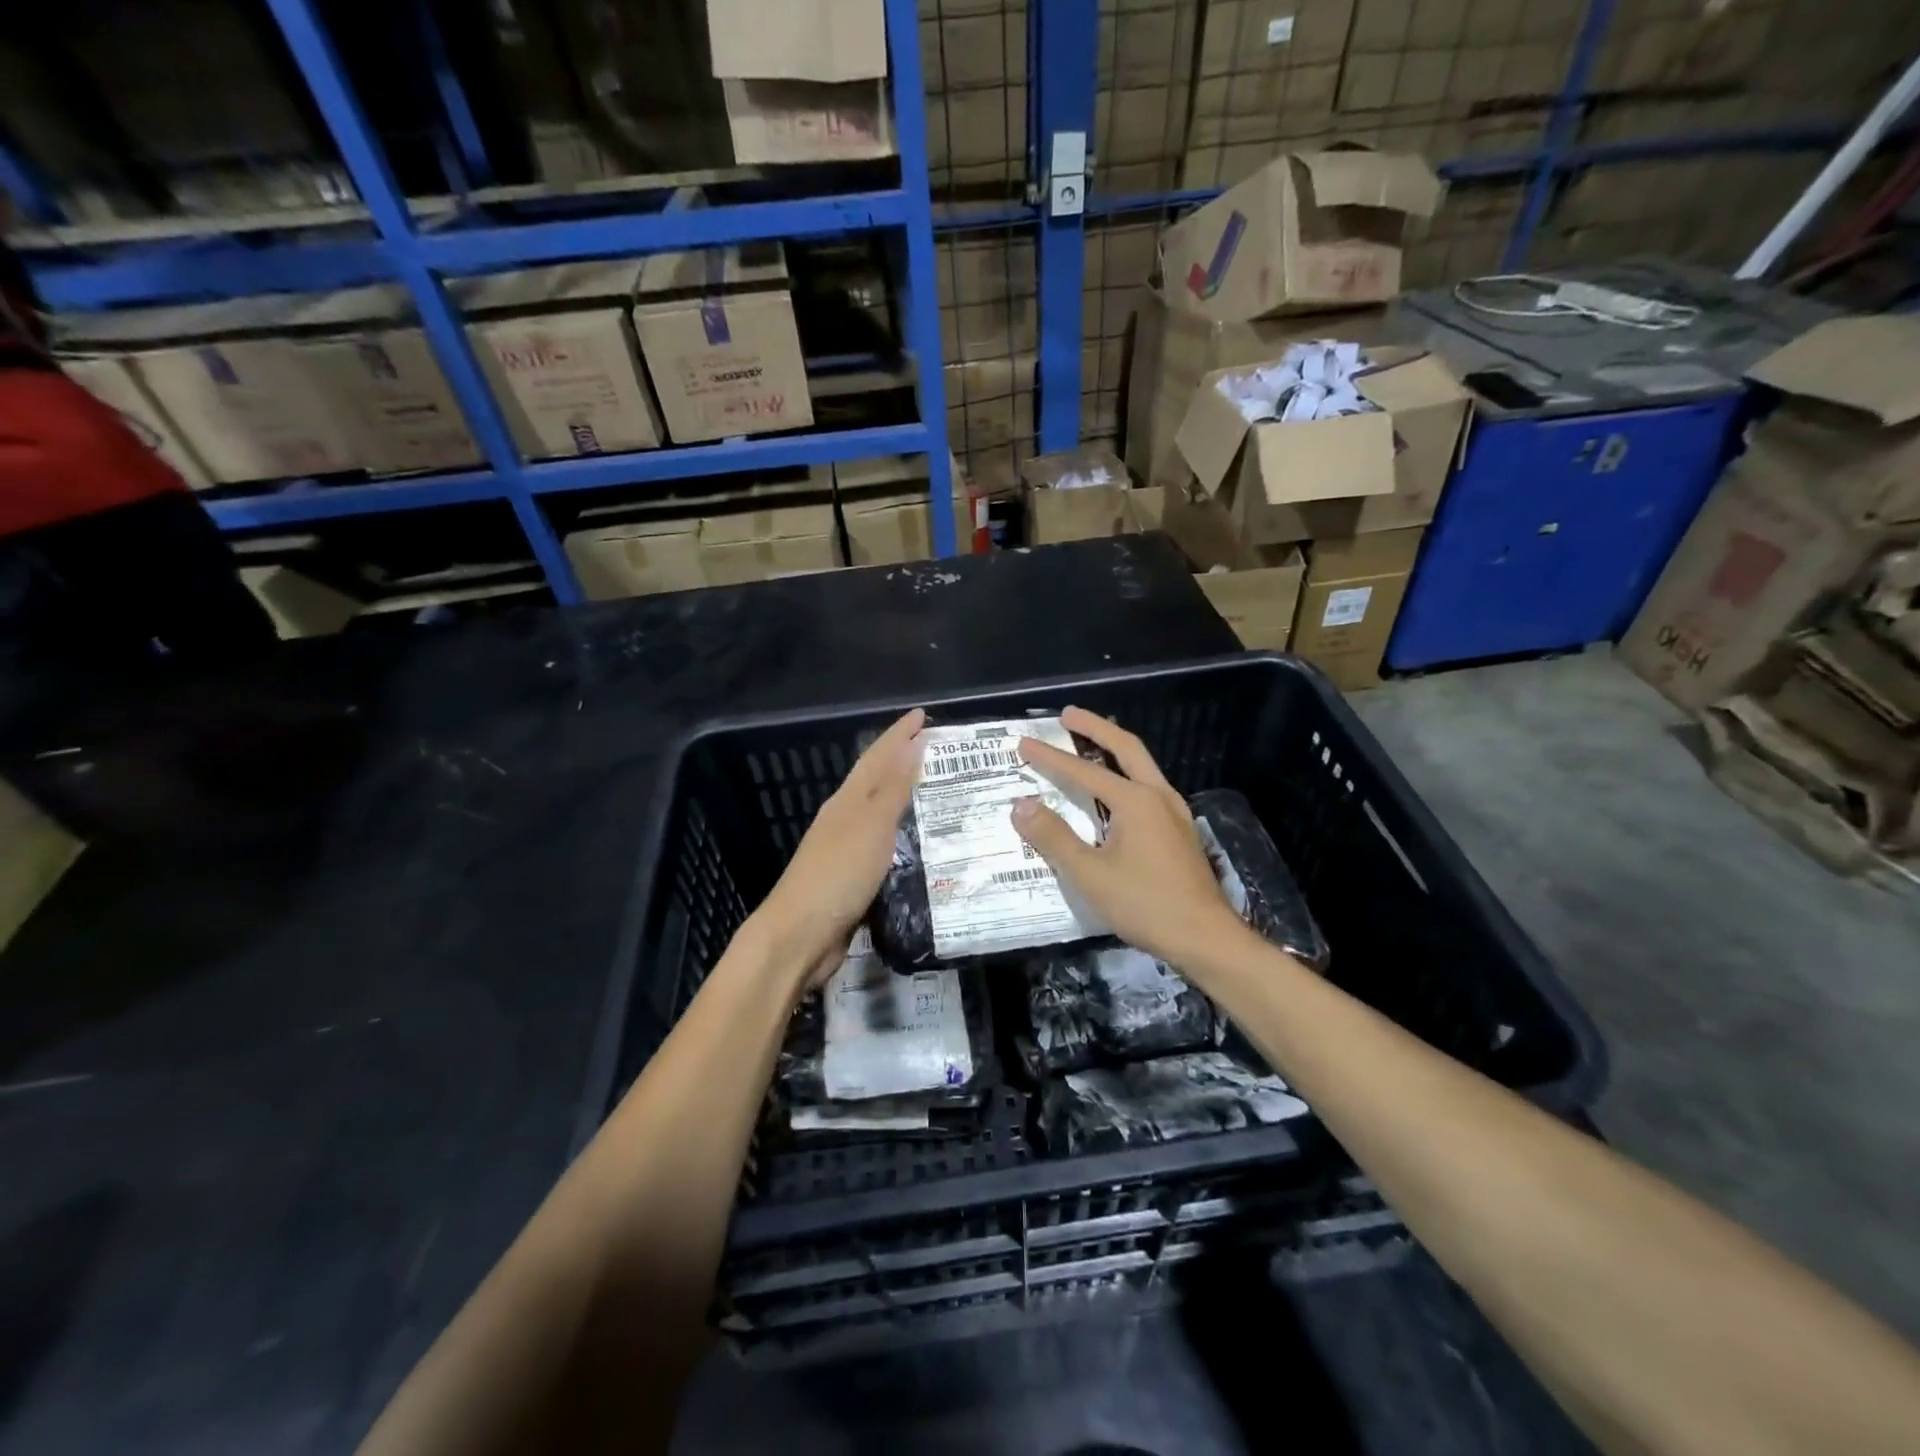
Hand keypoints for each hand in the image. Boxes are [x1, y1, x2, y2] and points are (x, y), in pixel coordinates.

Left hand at [753, 708, 925, 987]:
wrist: (799, 936)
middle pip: (876, 780)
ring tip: (938, 791)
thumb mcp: (871, 826)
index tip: (923, 715)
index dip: (899, 734)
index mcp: (847, 800)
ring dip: (905, 797)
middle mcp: (844, 818)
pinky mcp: (852, 878)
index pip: (877, 756)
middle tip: (939, 750)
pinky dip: (903, 835)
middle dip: (904, 760)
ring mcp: (845, 849)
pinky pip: (884, 845)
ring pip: (881, 812)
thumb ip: (894, 787)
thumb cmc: (838, 875)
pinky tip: (921, 844)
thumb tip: (913, 743)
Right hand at [1013, 705, 1248, 971]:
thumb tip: (1021, 805)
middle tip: (1067, 715)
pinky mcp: (1180, 831)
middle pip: (1126, 748)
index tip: (1023, 744)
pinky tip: (1116, 790)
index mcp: (1136, 801)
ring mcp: (1174, 813)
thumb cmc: (1145, 905)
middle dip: (1095, 727)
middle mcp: (1158, 796)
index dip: (1050, 758)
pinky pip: (1149, 786)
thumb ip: (1054, 837)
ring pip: (1142, 765)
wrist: (1205, 937)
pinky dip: (1126, 773)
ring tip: (1089, 742)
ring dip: (1114, 748)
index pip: (1084, 771)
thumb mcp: (1090, 874)